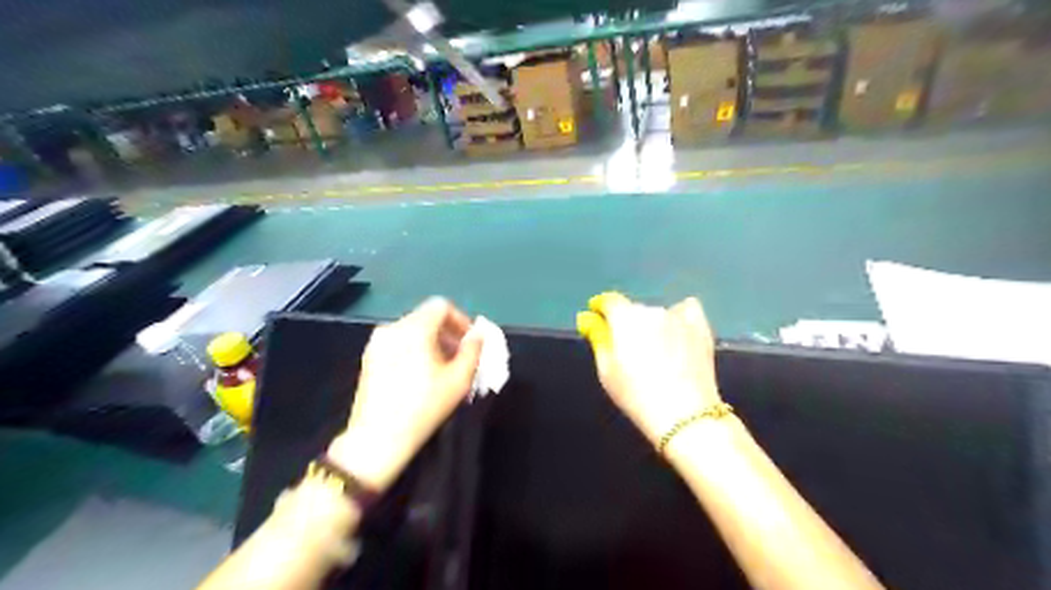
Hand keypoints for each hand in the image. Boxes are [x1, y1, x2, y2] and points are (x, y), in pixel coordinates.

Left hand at [328, 297, 483, 491]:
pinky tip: (421, 376)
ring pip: (412, 331)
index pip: (442, 306)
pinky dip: (415, 350)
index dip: (461, 320)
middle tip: (461, 358)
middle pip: (426, 318)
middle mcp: (392, 328)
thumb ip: (474, 350)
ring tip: (443, 370)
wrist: (378, 439)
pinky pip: (399, 343)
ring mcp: (377, 343)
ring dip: (432, 343)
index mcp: (414, 328)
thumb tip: (478, 336)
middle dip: (448, 334)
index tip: (470, 343)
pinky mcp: (369, 358)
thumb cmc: (424, 406)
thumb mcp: (459, 379)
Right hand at [573, 293, 723, 443]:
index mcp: (625, 317)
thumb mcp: (607, 370)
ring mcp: (679, 317)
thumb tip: (588, 318)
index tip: (597, 320)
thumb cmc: (636, 395)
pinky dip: (679, 318)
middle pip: (633, 310)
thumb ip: (598, 338)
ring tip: (656, 351)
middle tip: (629, 351)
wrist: (684, 415)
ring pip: (658, 315)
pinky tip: (679, 333)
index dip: (600, 308)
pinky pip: (686, 311)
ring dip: (652, 326)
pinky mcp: (700, 327)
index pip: (609, 302)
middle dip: (627, 324)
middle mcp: (651, 310)